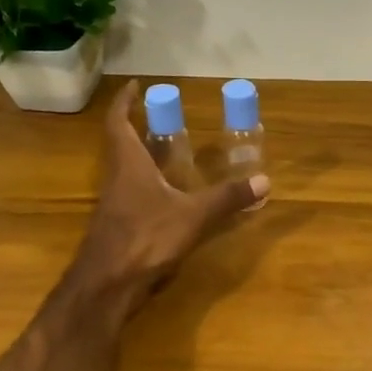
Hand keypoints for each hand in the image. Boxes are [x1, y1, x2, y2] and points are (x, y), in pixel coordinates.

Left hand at [73, 80, 269, 314]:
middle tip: (163, 119)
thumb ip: (227, 198)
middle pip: (120, 145)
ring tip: (168, 153)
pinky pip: (131, 196)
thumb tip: (265, 181)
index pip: (118, 122)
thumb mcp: (193, 216)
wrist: (107, 284)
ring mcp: (113, 205)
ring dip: (141, 158)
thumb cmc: (145, 237)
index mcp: (128, 163)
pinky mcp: (116, 228)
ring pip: (125, 171)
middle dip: (137, 128)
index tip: (135, 86)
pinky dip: (146, 187)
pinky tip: (166, 198)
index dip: (124, 101)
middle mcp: (116, 178)